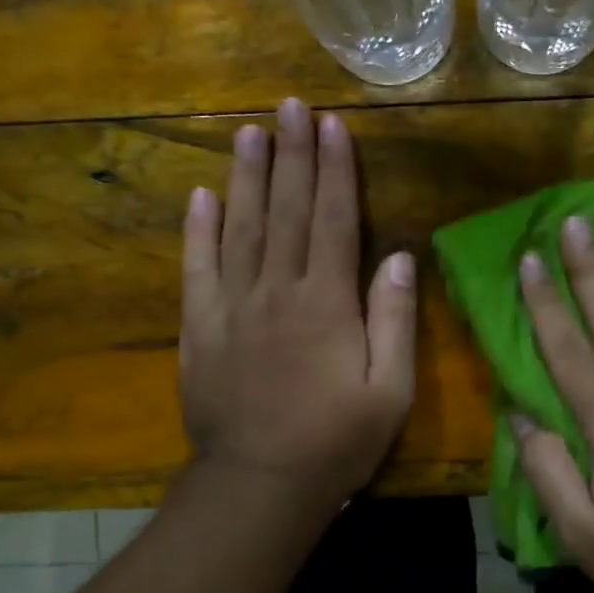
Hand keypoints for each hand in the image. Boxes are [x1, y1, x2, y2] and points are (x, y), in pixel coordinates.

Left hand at [179, 98, 416, 523]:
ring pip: (239, 228)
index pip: (331, 220)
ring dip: (245, 177)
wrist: (260, 487)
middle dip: (291, 154)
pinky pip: (197, 269)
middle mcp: (277, 291)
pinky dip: (197, 230)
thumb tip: (396, 255)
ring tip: (248, 132)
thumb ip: (393, 319)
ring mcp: (232, 307)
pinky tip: (200, 195)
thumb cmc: (336, 441)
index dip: (334, 170)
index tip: (331, 125)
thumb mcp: (389, 390)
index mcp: (326, 303)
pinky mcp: (200, 329)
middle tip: (289, 105)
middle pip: (285, 210)